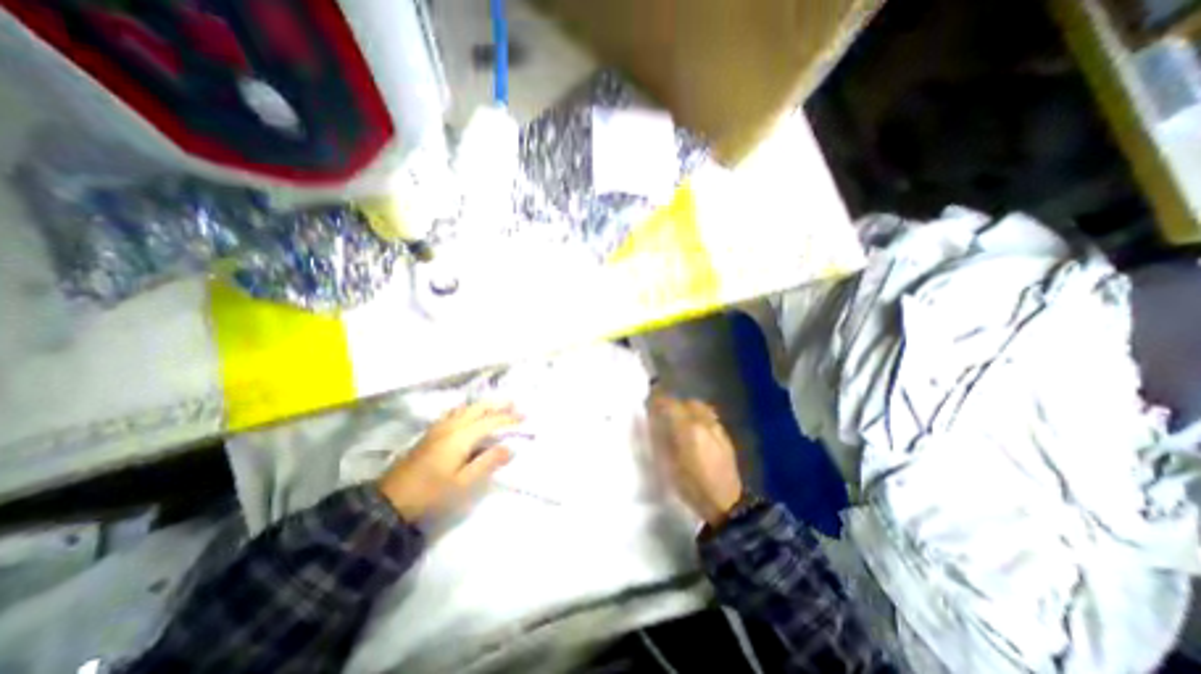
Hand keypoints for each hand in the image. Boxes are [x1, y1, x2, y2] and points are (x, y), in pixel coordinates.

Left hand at [379, 406, 522, 520]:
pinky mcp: (431, 432)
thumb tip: (511, 448)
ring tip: (499, 407)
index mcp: (460, 436)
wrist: (389, 501)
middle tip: (515, 405)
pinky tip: (471, 414)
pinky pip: (456, 412)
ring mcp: (439, 427)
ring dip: (484, 405)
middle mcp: (450, 426)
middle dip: (498, 405)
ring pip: (466, 408)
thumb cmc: (430, 493)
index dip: (509, 419)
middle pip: (478, 408)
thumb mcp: (463, 483)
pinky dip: (470, 409)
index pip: (490, 421)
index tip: (525, 419)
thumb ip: (488, 463)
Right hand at [647, 396, 740, 526]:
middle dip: (674, 405)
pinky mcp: (725, 436)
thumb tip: (653, 422)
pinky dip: (699, 418)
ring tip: (679, 422)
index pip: (670, 404)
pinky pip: (709, 418)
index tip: (648, 405)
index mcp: (688, 428)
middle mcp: (704, 423)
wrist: (726, 504)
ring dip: (688, 410)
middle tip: (664, 415)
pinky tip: (695, 432)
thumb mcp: (668, 465)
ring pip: (701, 408)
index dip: (657, 402)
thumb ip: (660, 438)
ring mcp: (717, 428)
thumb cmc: (691, 487)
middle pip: (687, 402)